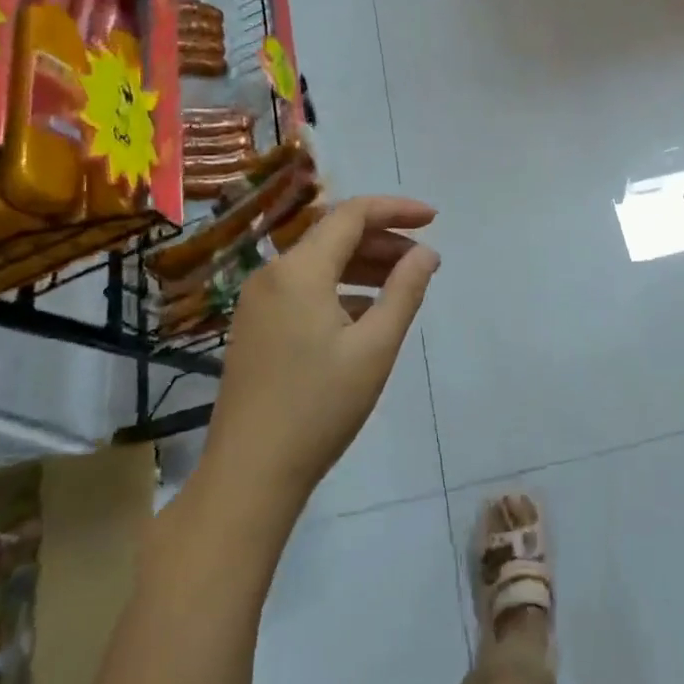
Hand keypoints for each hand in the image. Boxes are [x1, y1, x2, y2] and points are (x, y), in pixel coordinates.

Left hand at [203, 196, 438, 510]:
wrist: (249, 474)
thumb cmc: (319, 407)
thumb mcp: (375, 347)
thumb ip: (404, 291)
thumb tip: (426, 253)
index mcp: (299, 271)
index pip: (352, 214)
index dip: (396, 209)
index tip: (434, 219)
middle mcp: (272, 274)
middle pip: (333, 235)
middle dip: (382, 239)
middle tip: (423, 259)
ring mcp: (257, 302)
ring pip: (318, 263)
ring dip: (362, 264)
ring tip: (402, 282)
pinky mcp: (254, 327)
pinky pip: (303, 288)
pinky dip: (339, 288)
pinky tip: (366, 313)